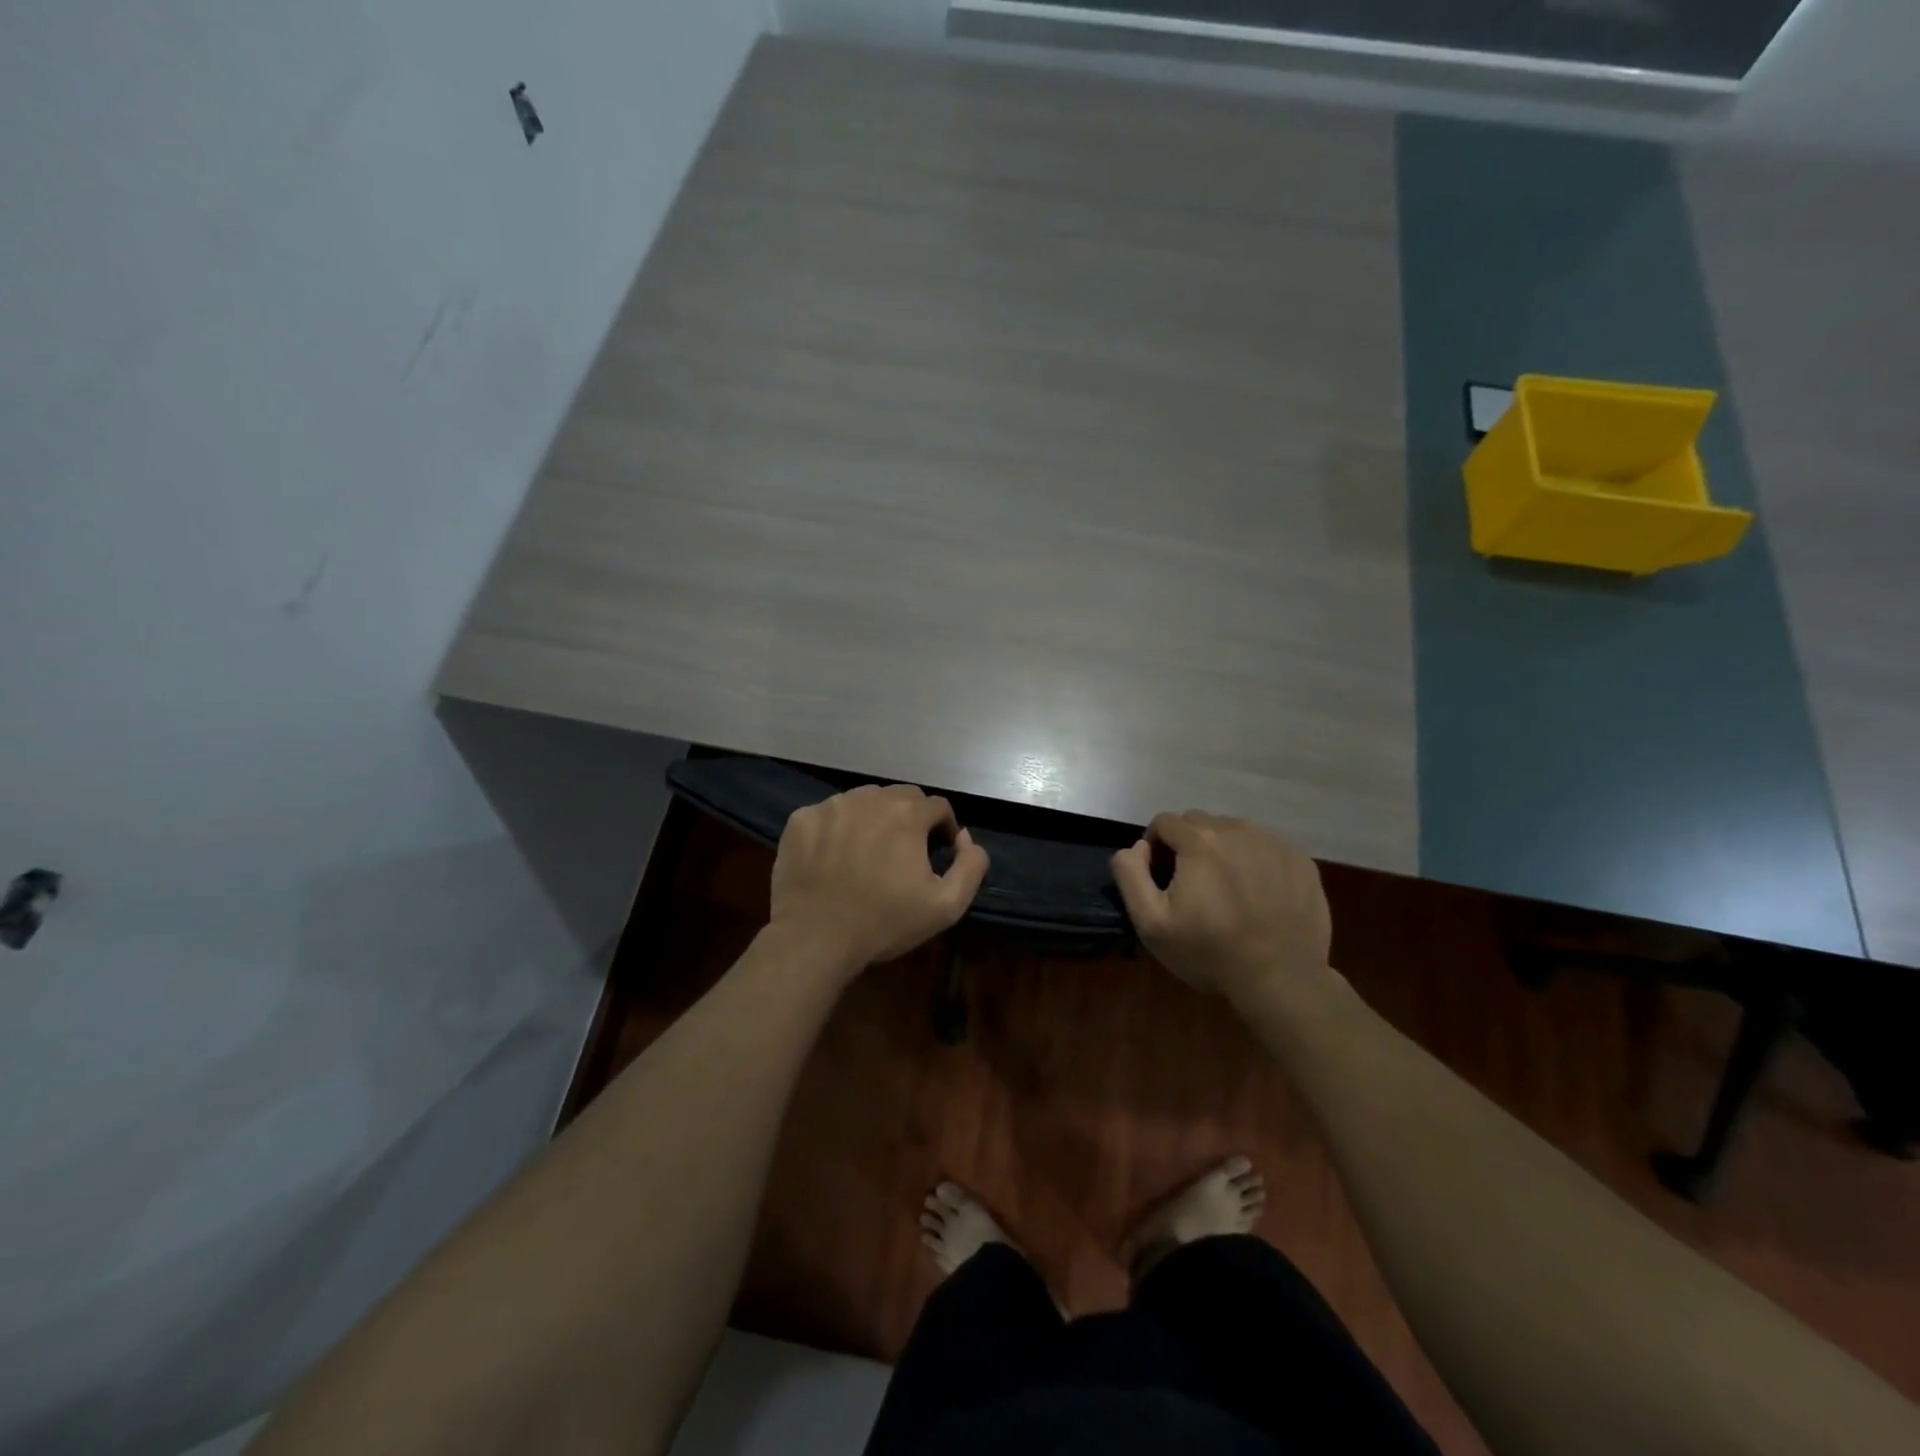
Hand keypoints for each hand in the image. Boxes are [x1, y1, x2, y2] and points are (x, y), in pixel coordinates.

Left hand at [769, 784, 990, 975]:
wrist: (815, 938)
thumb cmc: (885, 922)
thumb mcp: (946, 906)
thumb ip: (971, 866)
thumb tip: (966, 838)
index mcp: (907, 813)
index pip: (937, 806)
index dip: (943, 828)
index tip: (937, 853)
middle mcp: (869, 798)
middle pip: (900, 797)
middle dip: (910, 818)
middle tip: (904, 852)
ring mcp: (831, 806)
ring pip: (863, 801)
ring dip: (873, 819)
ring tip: (868, 853)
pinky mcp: (801, 820)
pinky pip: (828, 815)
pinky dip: (837, 829)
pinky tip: (834, 858)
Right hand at [1110, 811, 1331, 1001]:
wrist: (1282, 978)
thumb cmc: (1209, 952)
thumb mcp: (1150, 922)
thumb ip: (1130, 874)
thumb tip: (1138, 846)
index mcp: (1199, 840)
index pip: (1165, 822)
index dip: (1156, 846)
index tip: (1161, 876)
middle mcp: (1237, 829)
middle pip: (1199, 822)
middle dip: (1187, 844)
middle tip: (1192, 883)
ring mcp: (1273, 842)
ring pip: (1234, 831)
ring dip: (1221, 849)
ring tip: (1226, 888)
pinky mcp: (1300, 860)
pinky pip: (1265, 846)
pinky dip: (1254, 860)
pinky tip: (1256, 894)